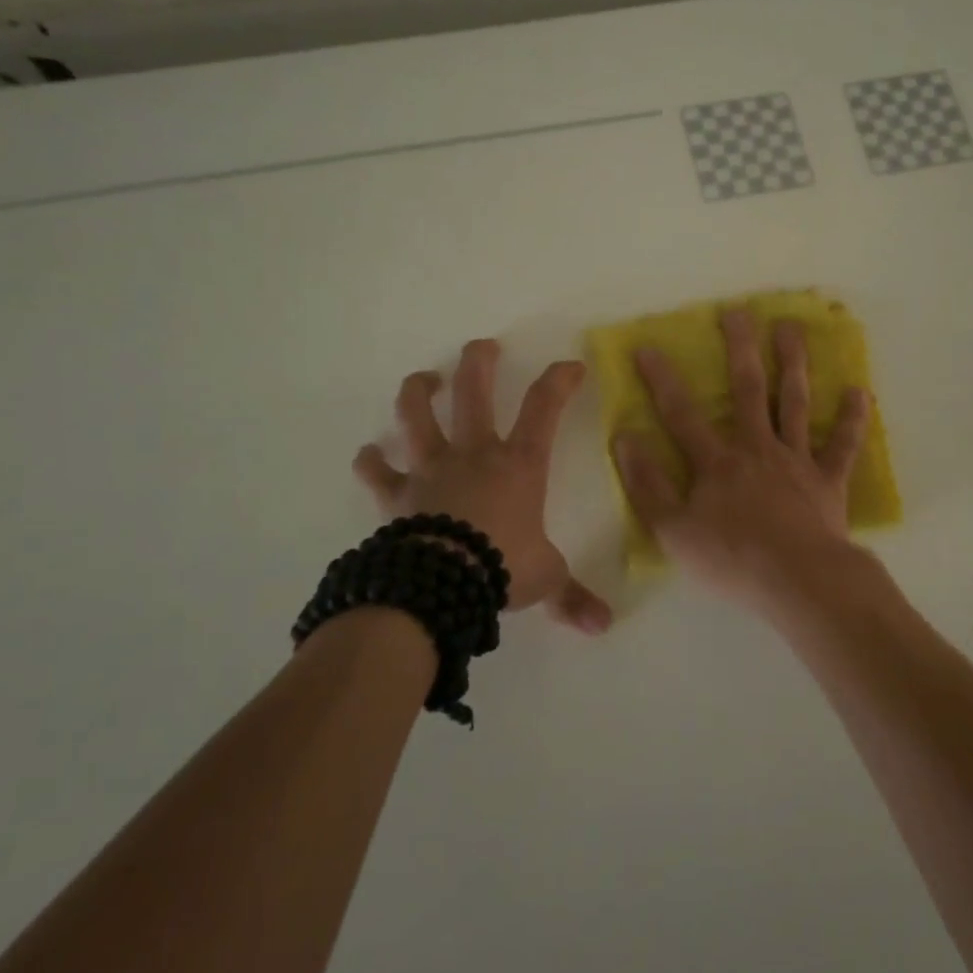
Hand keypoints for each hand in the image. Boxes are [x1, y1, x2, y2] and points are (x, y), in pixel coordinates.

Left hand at [354, 339, 612, 633]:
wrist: (442, 583)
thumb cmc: (502, 568)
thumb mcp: (546, 579)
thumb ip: (572, 597)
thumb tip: (603, 626)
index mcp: (518, 464)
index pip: (545, 407)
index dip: (560, 380)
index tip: (571, 366)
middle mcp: (474, 454)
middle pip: (475, 392)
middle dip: (479, 362)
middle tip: (483, 346)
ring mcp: (431, 469)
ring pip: (417, 415)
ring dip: (420, 392)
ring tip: (426, 380)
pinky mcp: (396, 494)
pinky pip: (377, 471)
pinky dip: (371, 461)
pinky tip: (369, 455)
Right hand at [611, 310, 869, 610]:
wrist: (798, 581)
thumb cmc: (731, 559)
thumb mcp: (673, 530)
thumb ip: (647, 484)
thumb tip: (625, 438)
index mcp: (717, 462)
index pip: (682, 413)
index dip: (662, 380)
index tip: (648, 347)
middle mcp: (758, 448)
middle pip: (748, 389)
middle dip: (740, 348)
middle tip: (738, 311)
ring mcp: (797, 461)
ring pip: (795, 403)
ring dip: (793, 363)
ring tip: (792, 328)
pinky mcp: (828, 481)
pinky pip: (843, 446)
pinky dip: (853, 419)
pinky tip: (859, 391)